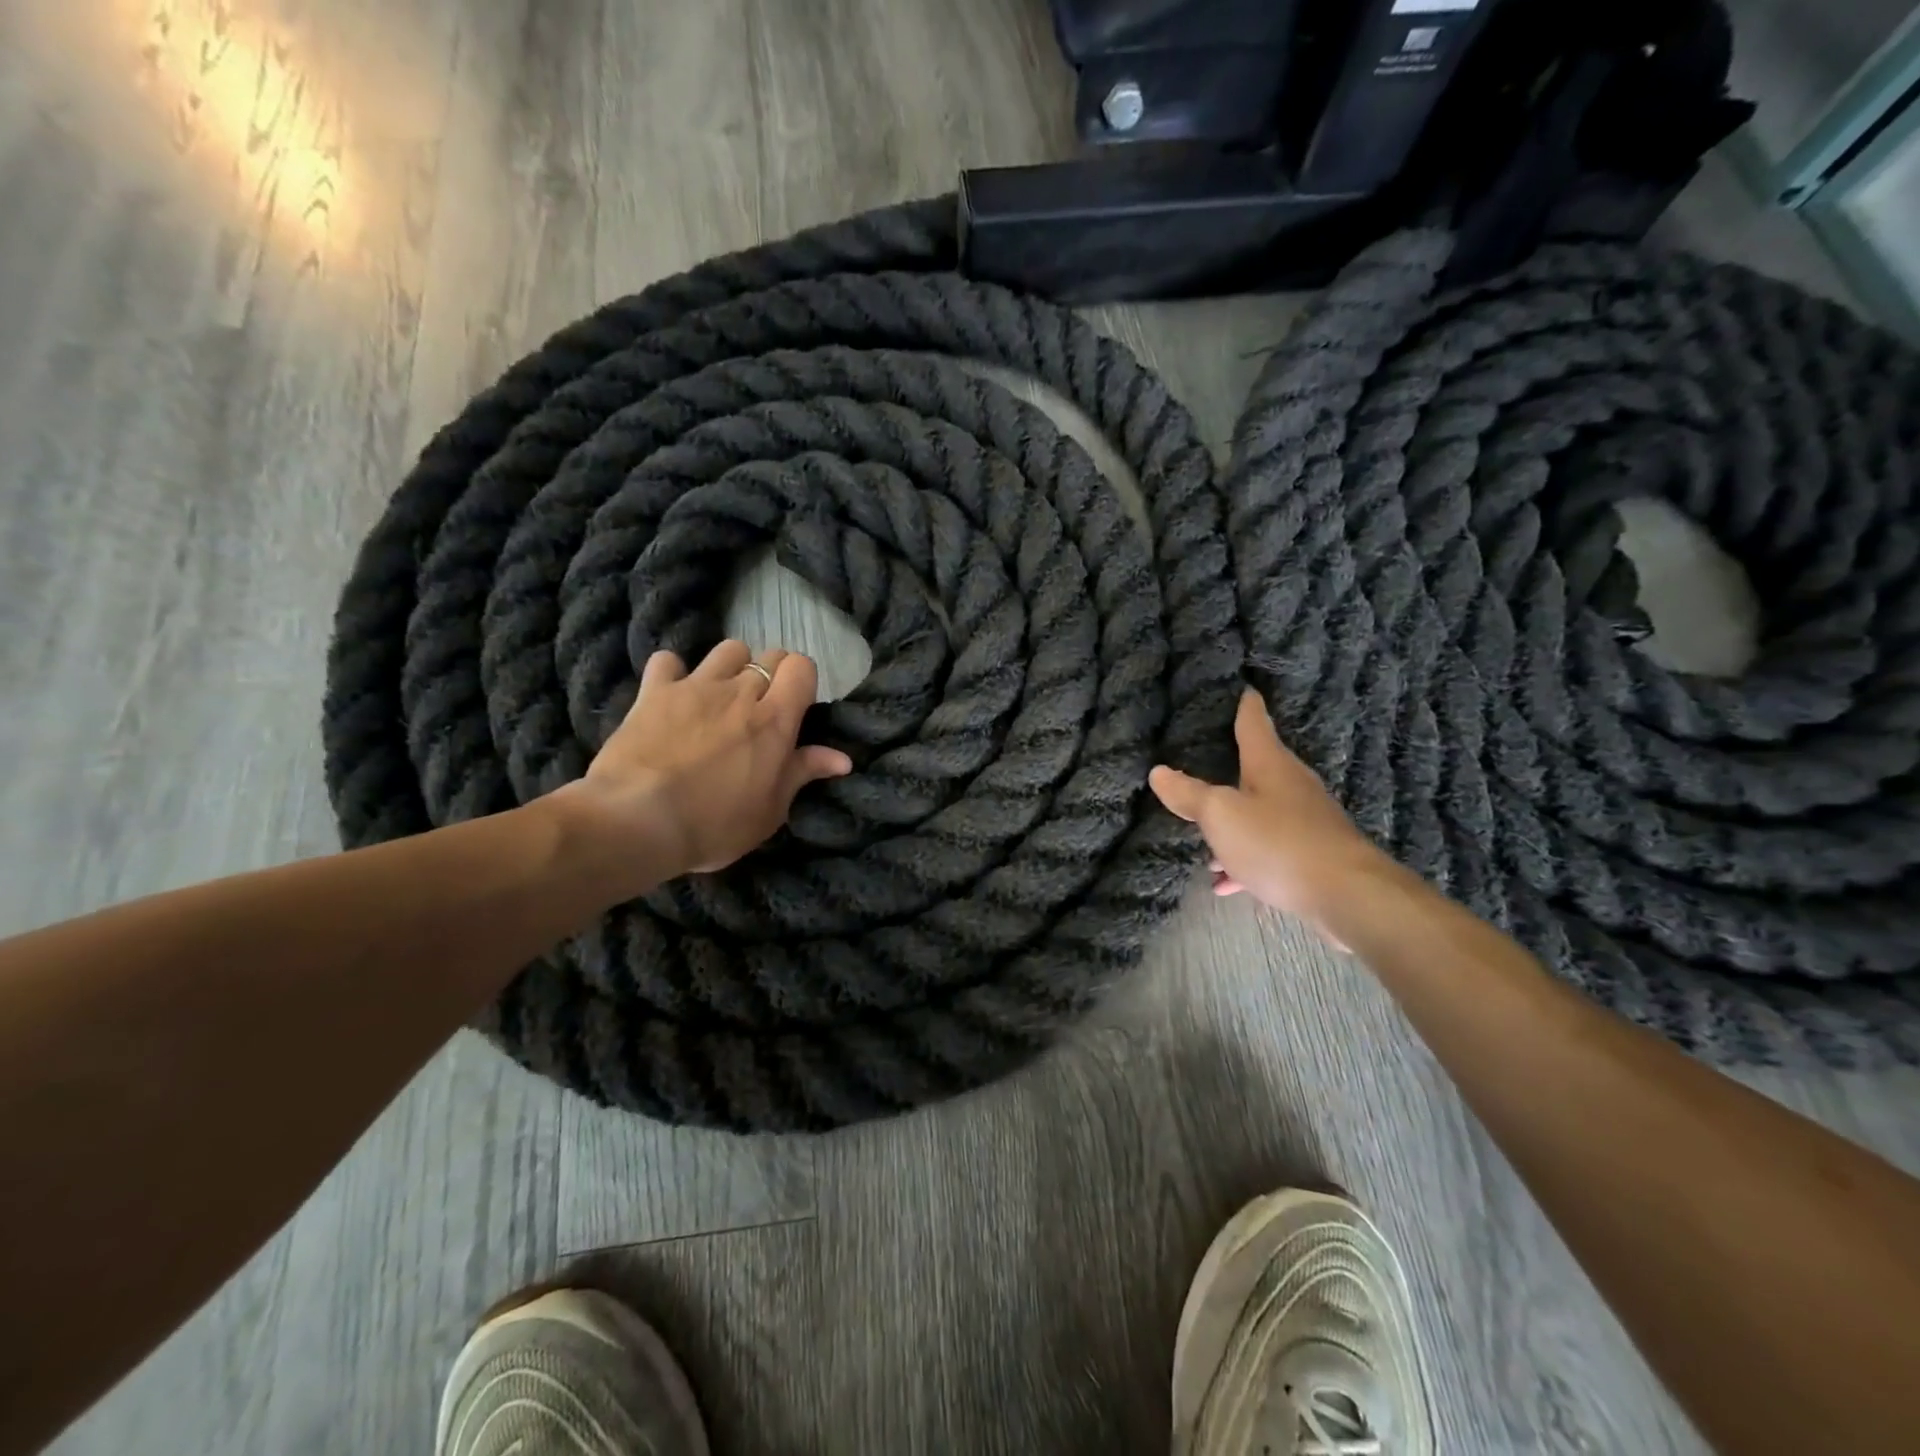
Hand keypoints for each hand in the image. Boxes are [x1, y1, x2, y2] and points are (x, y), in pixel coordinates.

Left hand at [556, 640, 852, 881]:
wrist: (638, 821)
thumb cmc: (714, 824)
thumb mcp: (770, 810)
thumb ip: (803, 773)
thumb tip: (843, 758)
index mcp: (775, 720)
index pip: (802, 667)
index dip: (802, 680)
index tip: (795, 707)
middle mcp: (740, 692)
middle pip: (769, 655)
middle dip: (772, 675)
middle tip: (761, 709)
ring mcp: (696, 686)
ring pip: (728, 649)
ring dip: (732, 667)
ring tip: (723, 697)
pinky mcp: (654, 691)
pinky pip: (668, 661)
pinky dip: (673, 672)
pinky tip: (672, 694)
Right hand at [1149, 690, 1392, 942]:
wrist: (1348, 897)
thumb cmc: (1278, 842)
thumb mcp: (1221, 815)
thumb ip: (1188, 794)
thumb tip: (1158, 771)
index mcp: (1270, 764)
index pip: (1254, 723)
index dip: (1245, 705)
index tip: (1242, 688)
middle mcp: (1292, 786)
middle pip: (1257, 768)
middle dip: (1231, 765)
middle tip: (1203, 759)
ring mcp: (1306, 821)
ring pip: (1259, 813)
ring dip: (1232, 821)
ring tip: (1202, 836)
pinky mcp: (1312, 855)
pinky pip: (1268, 849)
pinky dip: (1244, 858)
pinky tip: (1224, 881)